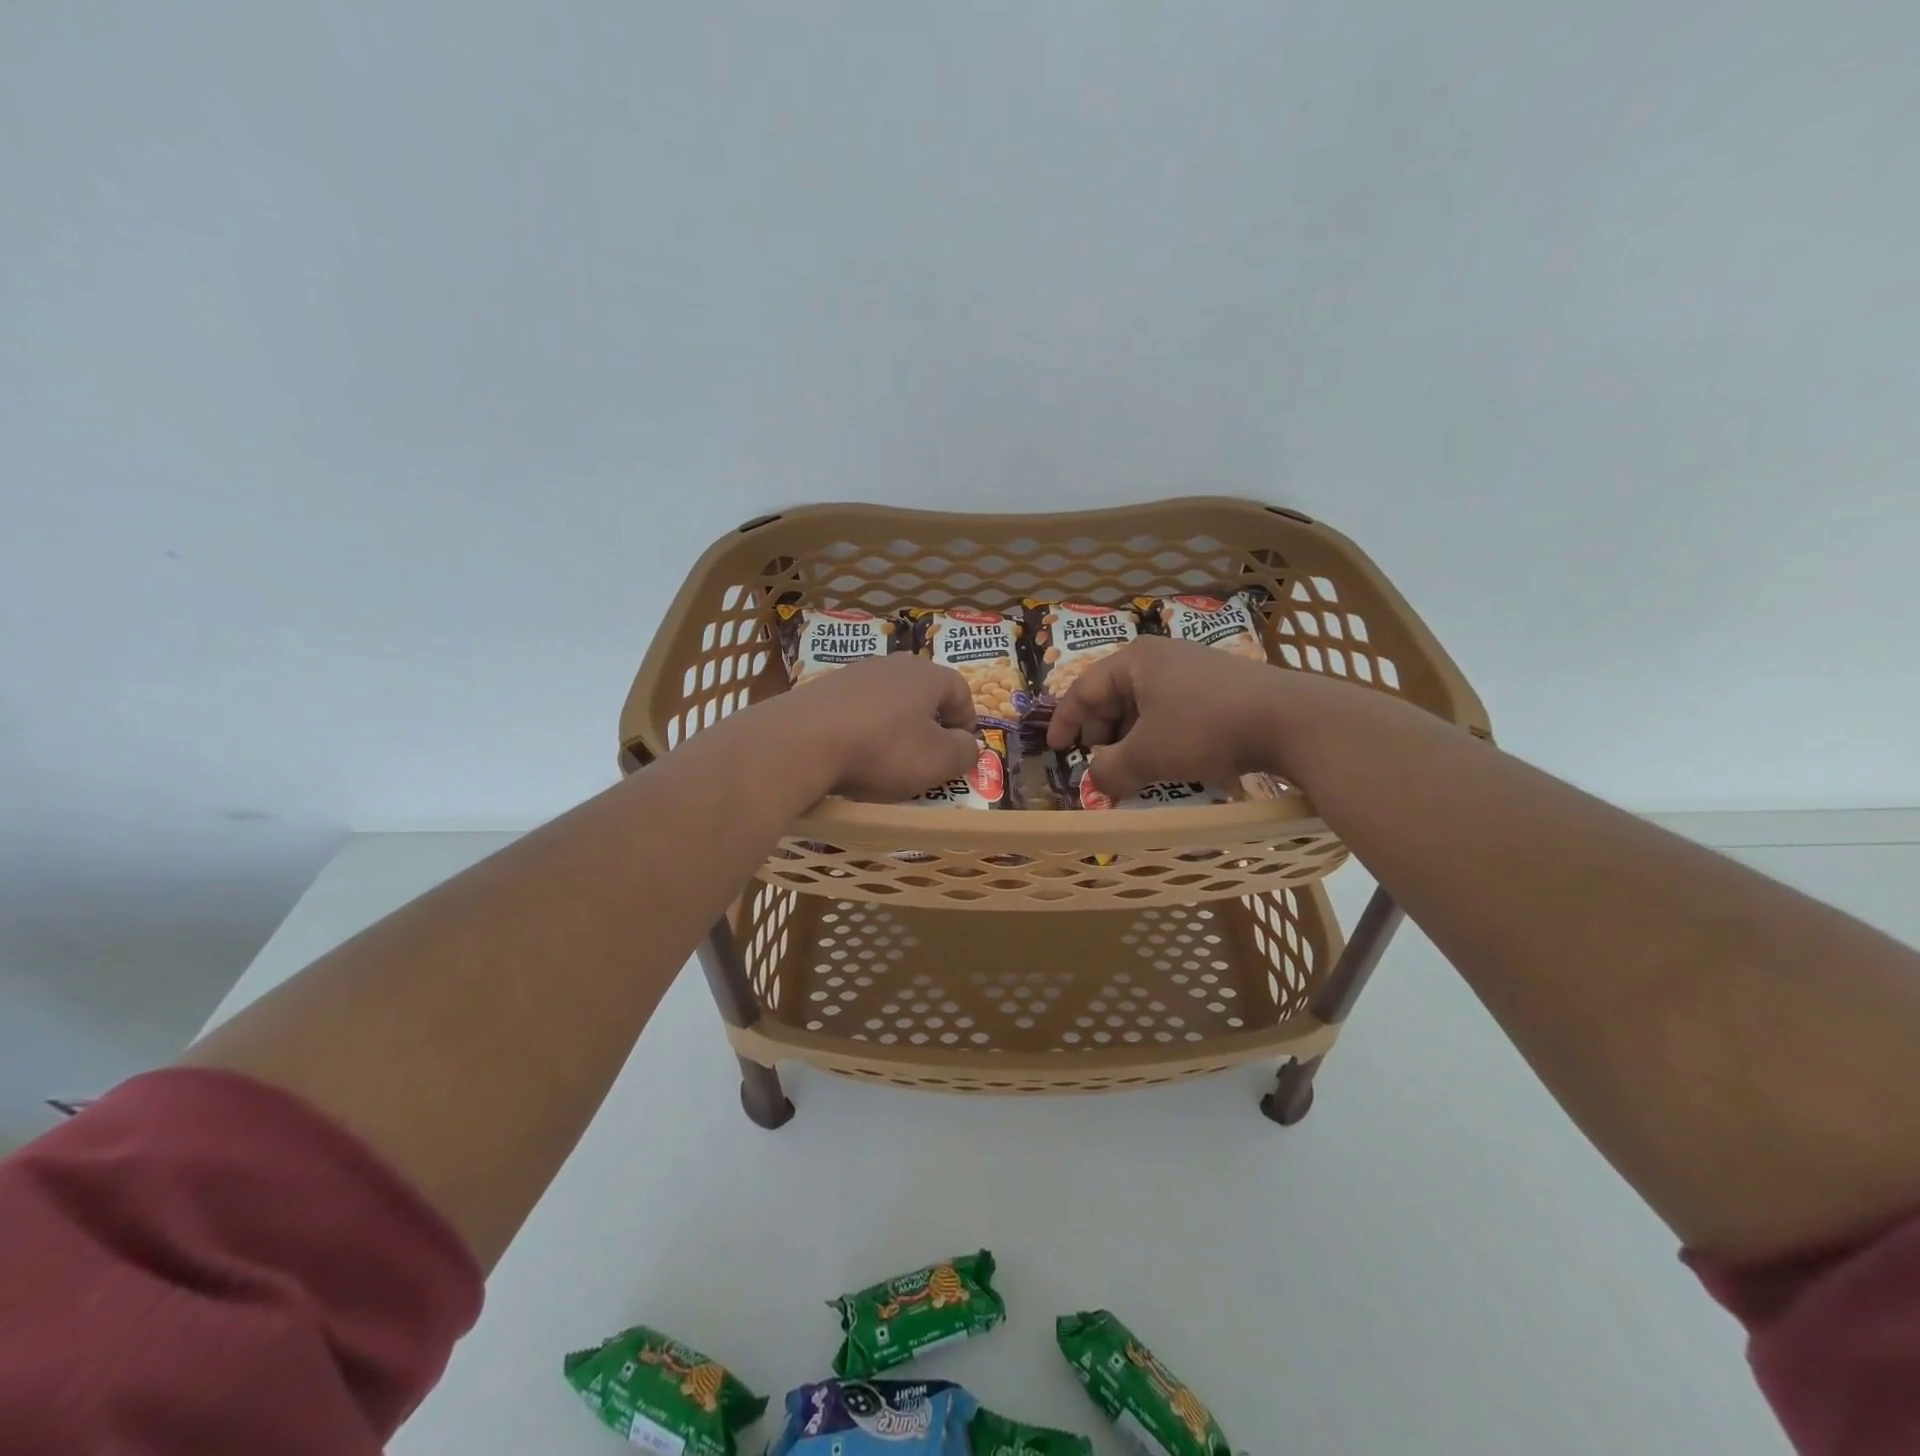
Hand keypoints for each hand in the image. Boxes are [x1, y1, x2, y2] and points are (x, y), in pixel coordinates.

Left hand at [772, 654, 980, 802]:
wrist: (801, 742)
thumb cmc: (882, 750)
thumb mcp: (937, 761)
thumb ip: (964, 752)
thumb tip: (969, 745)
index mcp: (927, 675)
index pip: (960, 690)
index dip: (967, 721)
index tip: (960, 749)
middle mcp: (892, 664)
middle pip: (923, 692)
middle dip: (930, 723)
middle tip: (927, 755)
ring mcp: (854, 673)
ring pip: (888, 700)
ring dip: (895, 726)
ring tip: (888, 758)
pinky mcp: (823, 689)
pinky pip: (857, 709)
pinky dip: (863, 729)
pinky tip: (853, 753)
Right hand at [1046, 637, 1289, 797]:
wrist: (1291, 720)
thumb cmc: (1205, 729)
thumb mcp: (1148, 755)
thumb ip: (1111, 771)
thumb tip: (1095, 782)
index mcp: (1135, 661)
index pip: (1084, 688)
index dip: (1065, 721)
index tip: (1055, 750)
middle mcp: (1161, 657)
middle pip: (1114, 695)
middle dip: (1101, 733)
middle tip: (1098, 765)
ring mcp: (1193, 669)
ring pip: (1145, 705)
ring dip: (1131, 738)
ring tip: (1132, 769)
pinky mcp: (1219, 687)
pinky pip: (1173, 709)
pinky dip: (1159, 735)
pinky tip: (1168, 760)